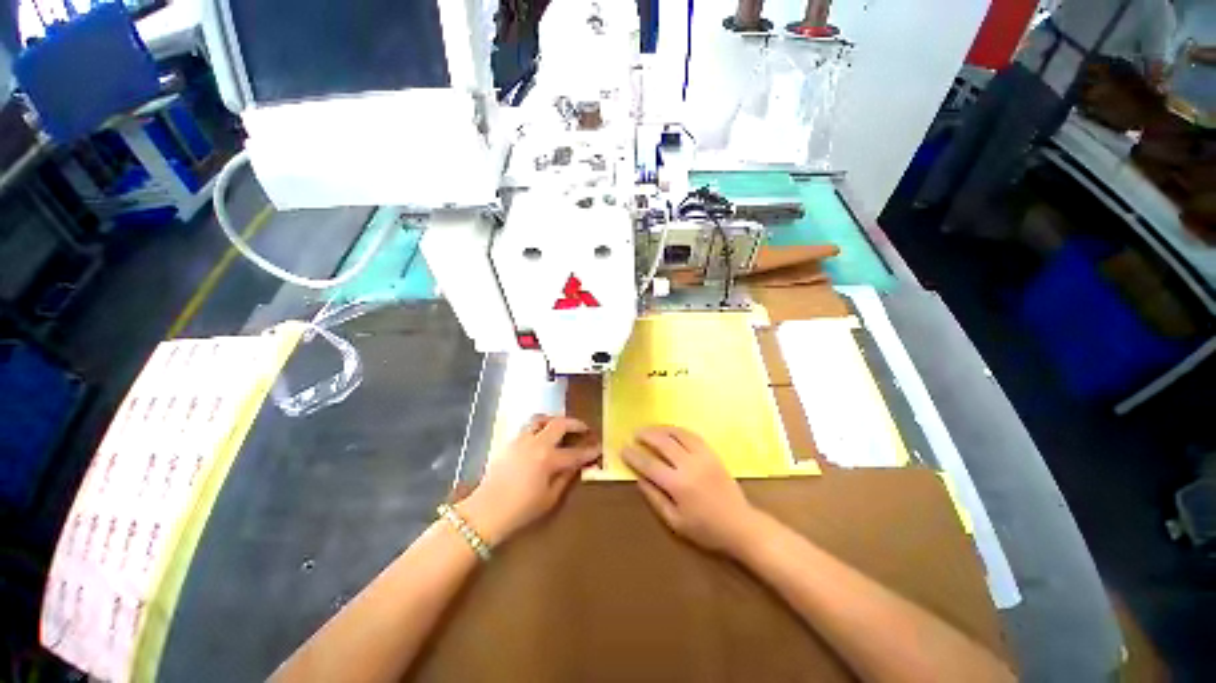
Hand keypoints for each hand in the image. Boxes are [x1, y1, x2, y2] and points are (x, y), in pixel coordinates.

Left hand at [459, 415, 599, 545]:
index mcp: (548, 459)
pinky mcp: (510, 442)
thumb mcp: (549, 499)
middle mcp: (536, 443)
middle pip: (559, 423)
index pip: (575, 453)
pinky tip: (542, 436)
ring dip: (555, 419)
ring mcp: (521, 440)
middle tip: (584, 428)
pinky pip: (528, 426)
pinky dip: (540, 426)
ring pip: (541, 419)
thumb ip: (565, 479)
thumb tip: (577, 466)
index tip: (599, 448)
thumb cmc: (520, 510)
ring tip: (562, 426)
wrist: (485, 512)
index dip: (589, 451)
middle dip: (575, 423)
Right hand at [622, 426, 761, 555]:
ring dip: (661, 429)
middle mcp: (689, 465)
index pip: (649, 465)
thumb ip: (655, 498)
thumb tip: (639, 479)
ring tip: (649, 429)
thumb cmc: (705, 529)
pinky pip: (692, 435)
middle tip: (635, 434)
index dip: (634, 456)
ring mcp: (702, 456)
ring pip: (677, 434)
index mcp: (677, 485)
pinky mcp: (712, 453)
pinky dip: (678, 430)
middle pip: (662, 443)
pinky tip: (670, 431)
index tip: (623, 448)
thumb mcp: (675, 521)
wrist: (740, 524)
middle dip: (646, 436)